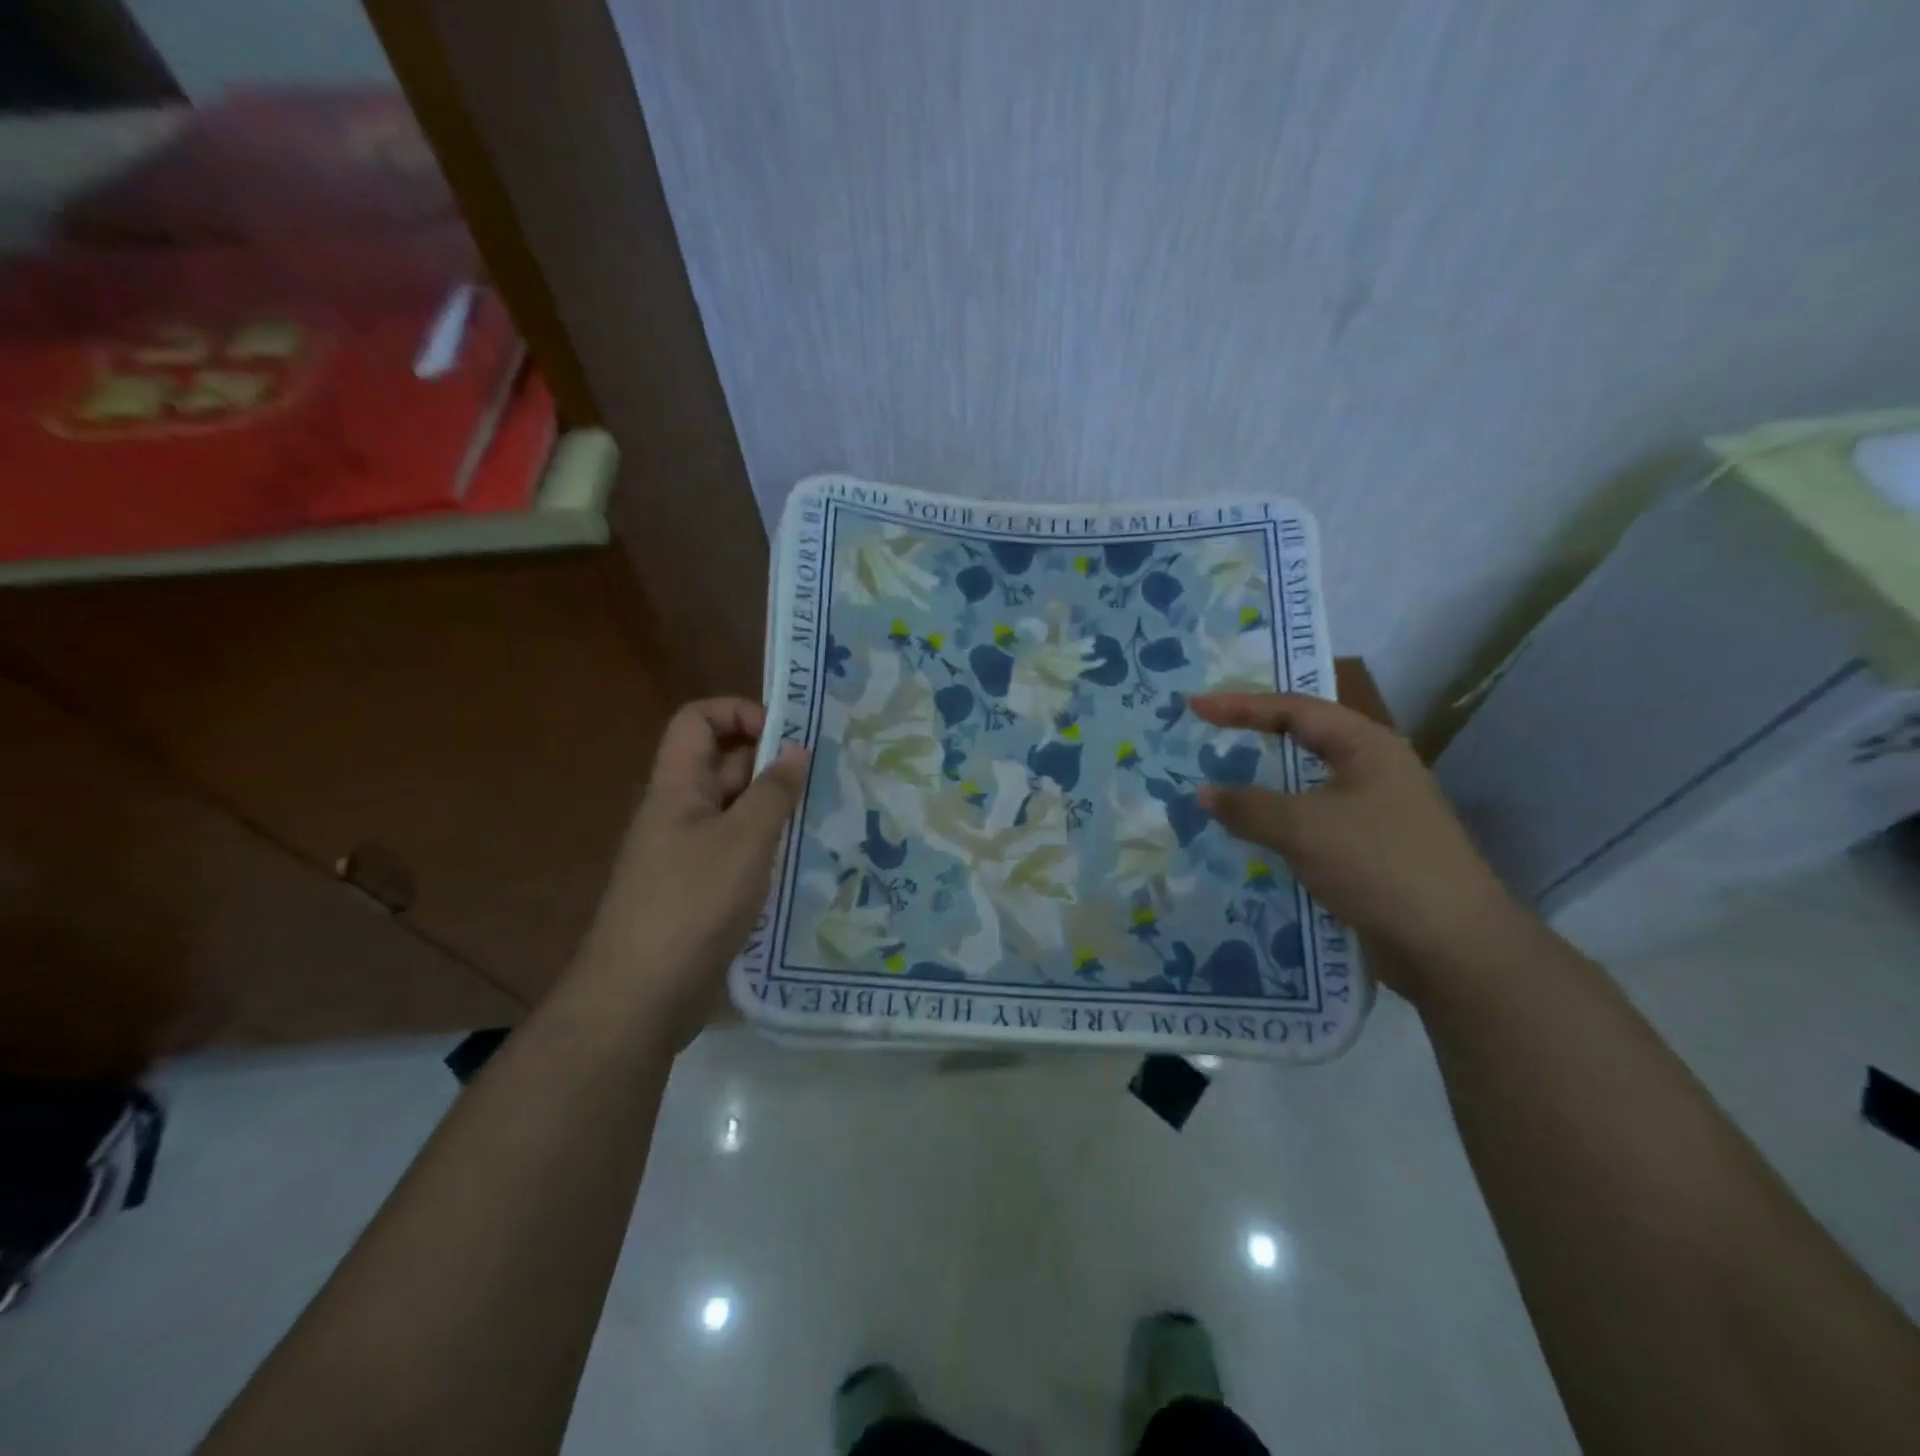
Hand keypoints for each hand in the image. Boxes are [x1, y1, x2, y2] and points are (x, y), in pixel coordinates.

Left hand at [574, 698, 806, 1047]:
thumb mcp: (743, 842)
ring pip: (738, 812)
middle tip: (828, 779)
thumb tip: (797, 749)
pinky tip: (807, 863)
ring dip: (778, 811)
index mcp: (678, 788)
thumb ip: (773, 792)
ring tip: (829, 819)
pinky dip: (770, 849)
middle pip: (725, 765)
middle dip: (773, 765)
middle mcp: (681, 813)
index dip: (738, 712)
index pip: (697, 721)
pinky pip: (740, 852)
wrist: (640, 999)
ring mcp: (690, 854)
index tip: (786, 736)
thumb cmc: (691, 905)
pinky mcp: (702, 891)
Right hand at [1190, 692, 1520, 1002]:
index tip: (1196, 706)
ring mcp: (1376, 812)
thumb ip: (1248, 806)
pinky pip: (1313, 822)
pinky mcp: (1371, 851)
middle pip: (1305, 739)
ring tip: (1223, 783)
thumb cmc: (1379, 865)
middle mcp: (1375, 770)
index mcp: (1367, 746)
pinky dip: (1279, 821)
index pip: (1295, 710)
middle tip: (1210, 734)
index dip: (1241, 705)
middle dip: (1255, 735)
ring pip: (1308, 785)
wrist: (1453, 947)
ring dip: (1265, 784)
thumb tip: (1204, 792)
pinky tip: (1254, 836)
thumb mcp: (1303, 828)